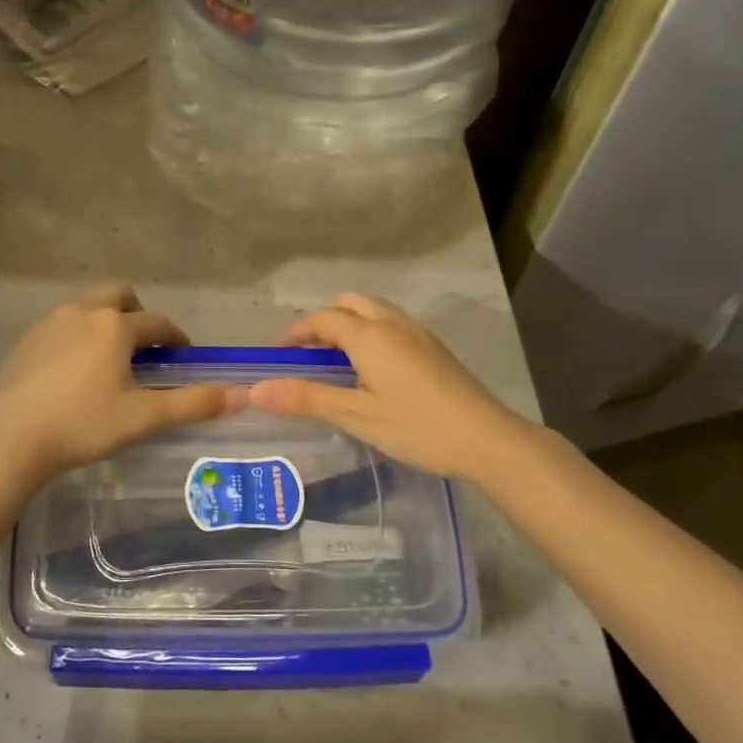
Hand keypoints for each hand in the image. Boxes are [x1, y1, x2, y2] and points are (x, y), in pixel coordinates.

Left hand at [0, 285, 243, 487]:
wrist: (11, 439)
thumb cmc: (83, 425)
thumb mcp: (144, 418)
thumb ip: (194, 404)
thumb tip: (243, 395)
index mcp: (116, 325)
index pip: (158, 323)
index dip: (176, 338)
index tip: (182, 356)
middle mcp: (84, 311)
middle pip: (121, 296)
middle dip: (138, 315)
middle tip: (143, 349)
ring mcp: (51, 322)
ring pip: (89, 307)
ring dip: (106, 323)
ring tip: (110, 360)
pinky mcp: (27, 340)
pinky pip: (63, 325)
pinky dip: (78, 336)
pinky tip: (74, 371)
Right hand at [250, 293, 532, 482]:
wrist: (486, 438)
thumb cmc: (416, 426)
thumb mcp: (356, 416)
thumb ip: (306, 399)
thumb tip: (256, 390)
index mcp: (369, 335)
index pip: (323, 319)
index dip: (298, 332)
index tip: (281, 353)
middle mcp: (392, 323)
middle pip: (350, 304)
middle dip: (325, 321)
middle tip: (311, 355)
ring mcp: (418, 333)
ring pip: (375, 310)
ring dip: (351, 324)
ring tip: (340, 361)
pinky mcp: (435, 347)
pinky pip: (393, 323)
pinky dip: (373, 332)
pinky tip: (376, 369)